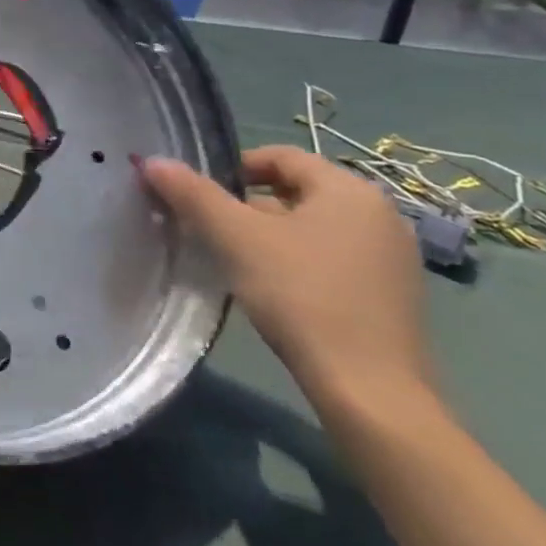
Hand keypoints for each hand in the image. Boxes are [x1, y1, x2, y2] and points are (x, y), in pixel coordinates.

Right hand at [141, 146, 432, 410]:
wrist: (369, 389)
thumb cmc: (301, 295)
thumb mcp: (236, 238)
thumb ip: (193, 194)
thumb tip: (153, 161)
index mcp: (350, 190)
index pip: (281, 156)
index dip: (233, 167)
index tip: (200, 195)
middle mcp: (379, 214)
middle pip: (296, 191)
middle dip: (247, 205)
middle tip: (210, 230)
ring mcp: (391, 257)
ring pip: (312, 227)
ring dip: (270, 235)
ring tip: (234, 260)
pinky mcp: (391, 295)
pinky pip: (332, 258)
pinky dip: (297, 261)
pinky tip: (273, 290)